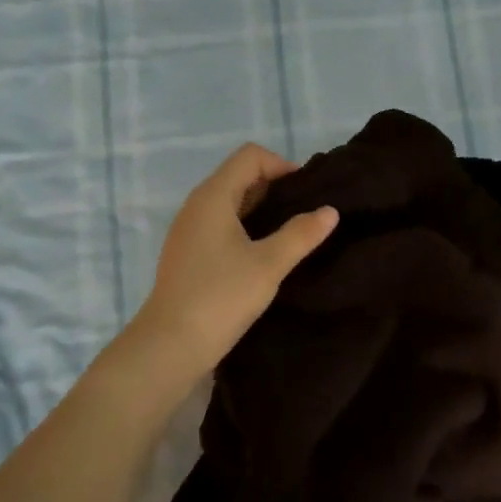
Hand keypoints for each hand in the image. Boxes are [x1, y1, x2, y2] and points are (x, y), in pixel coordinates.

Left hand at [131, 143, 337, 377]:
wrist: (170, 345)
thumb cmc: (221, 296)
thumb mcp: (269, 264)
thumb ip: (301, 234)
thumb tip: (330, 211)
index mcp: (213, 197)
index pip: (250, 156)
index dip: (282, 165)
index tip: (307, 194)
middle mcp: (197, 206)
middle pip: (240, 176)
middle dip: (276, 188)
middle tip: (306, 214)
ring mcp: (190, 230)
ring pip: (232, 203)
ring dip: (262, 210)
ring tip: (292, 235)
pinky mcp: (189, 254)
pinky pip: (222, 225)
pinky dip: (247, 229)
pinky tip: (265, 255)